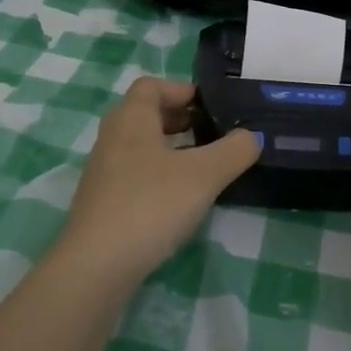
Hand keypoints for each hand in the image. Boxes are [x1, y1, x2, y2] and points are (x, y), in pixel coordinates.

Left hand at [54, 78, 259, 286]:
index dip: (182, 89)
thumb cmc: (151, 205)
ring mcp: (104, 171)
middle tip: (213, 133)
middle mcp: (112, 138)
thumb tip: (252, 136)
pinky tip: (181, 199)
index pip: (152, 86)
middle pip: (146, 114)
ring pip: (141, 146)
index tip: (211, 106)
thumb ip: (234, 151)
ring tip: (204, 166)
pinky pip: (135, 174)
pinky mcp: (103, 201)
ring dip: (171, 149)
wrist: (98, 264)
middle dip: (180, 119)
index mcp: (131, 119)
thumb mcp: (204, 175)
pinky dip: (159, 175)